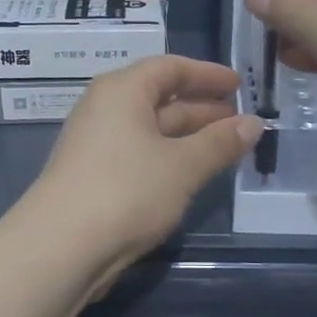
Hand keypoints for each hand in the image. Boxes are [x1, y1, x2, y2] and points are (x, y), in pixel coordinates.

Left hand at [21, 56, 262, 278]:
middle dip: (201, 108)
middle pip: (159, 98)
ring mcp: (97, 146)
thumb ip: (219, 143)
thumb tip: (254, 123)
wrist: (61, 248)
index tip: (238, 84)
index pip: (169, 68)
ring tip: (227, 147)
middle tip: (240, 120)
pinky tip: (193, 175)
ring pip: (151, 131)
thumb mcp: (182, 165)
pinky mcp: (95, 178)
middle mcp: (105, 110)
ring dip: (188, 137)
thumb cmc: (126, 190)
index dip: (206, 74)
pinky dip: (170, 159)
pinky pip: (141, 156)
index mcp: (122, 91)